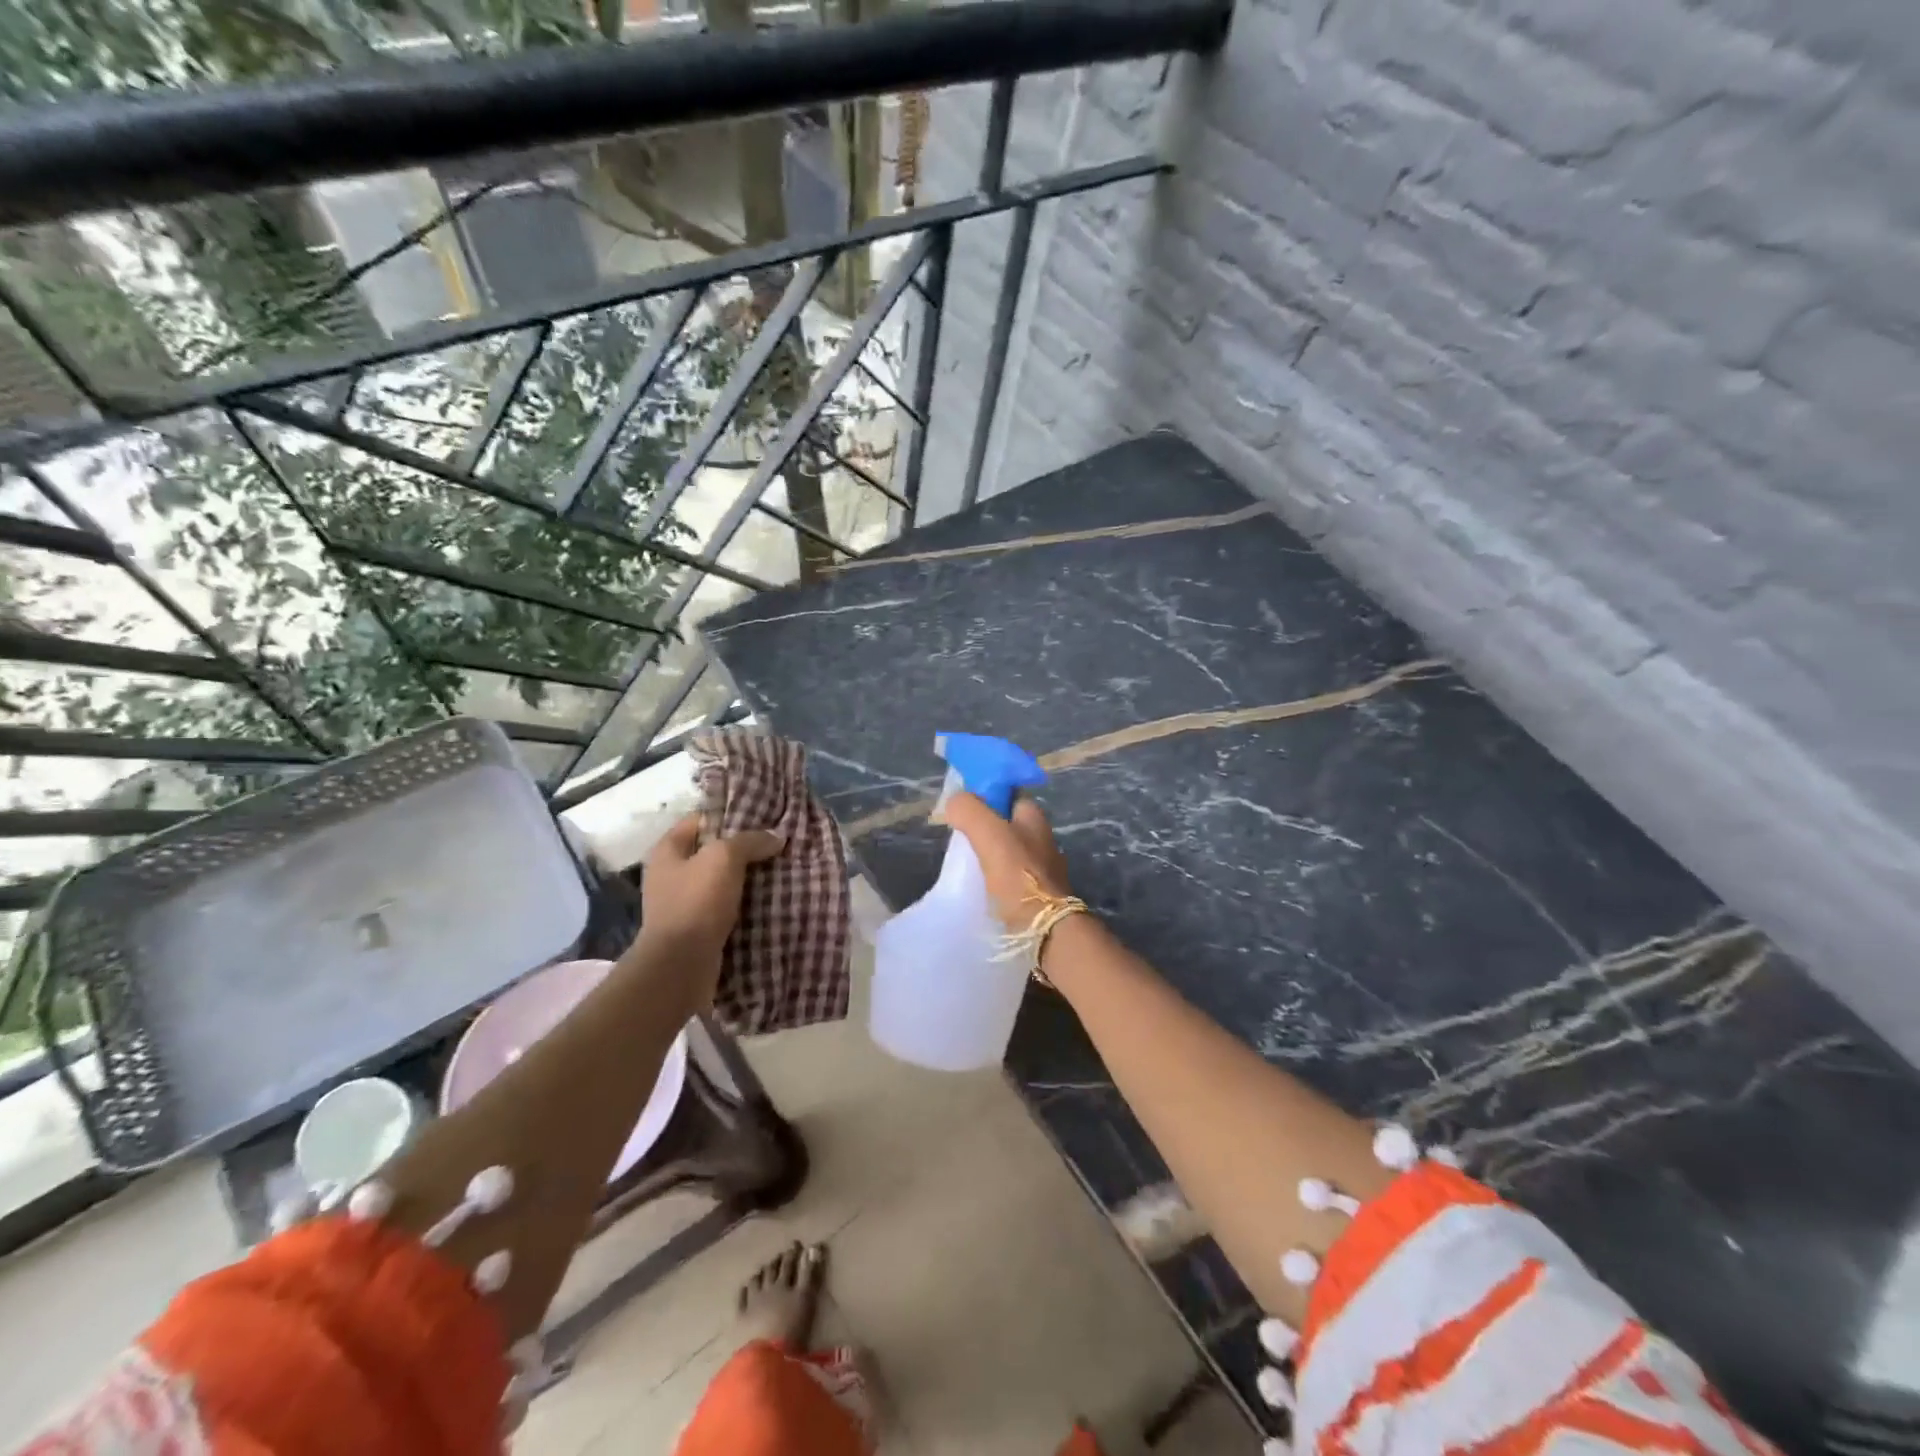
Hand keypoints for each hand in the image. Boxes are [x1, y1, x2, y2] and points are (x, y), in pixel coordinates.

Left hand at [636, 814, 785, 994]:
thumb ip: (750, 840)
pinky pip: (723, 907)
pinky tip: (768, 900)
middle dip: (743, 848)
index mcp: (667, 849)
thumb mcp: (724, 858)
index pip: (700, 819)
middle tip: (775, 844)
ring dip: (745, 878)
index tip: (761, 816)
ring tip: (778, 870)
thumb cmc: (696, 901)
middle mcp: (670, 873)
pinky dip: (743, 903)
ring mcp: (681, 903)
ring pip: (720, 880)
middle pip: (712, 850)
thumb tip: (775, 837)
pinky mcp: (695, 928)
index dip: (729, 814)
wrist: (680, 965)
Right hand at [942, 791, 1074, 933]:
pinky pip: (1008, 875)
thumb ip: (969, 810)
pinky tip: (978, 885)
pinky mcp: (1035, 892)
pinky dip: (993, 877)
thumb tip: (954, 802)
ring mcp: (1041, 867)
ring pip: (1006, 850)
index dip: (984, 795)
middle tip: (958, 838)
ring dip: (986, 854)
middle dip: (982, 827)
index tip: (962, 809)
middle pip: (1005, 823)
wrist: (1044, 929)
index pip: (1007, 794)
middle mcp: (1041, 837)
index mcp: (1034, 817)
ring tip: (963, 864)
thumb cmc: (1018, 876)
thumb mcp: (989, 833)